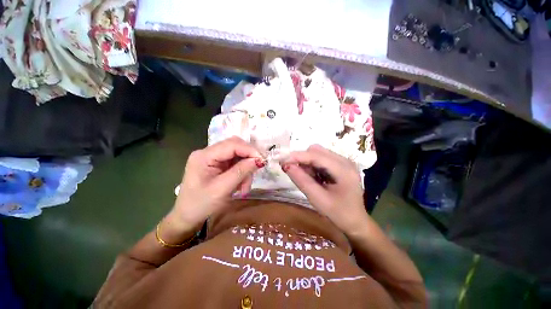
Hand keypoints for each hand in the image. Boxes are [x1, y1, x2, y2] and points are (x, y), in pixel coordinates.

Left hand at [168, 137, 263, 231]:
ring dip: (245, 170)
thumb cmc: (201, 205)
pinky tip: (240, 185)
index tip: (262, 161)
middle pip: (235, 147)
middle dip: (247, 160)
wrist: (188, 217)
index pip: (232, 145)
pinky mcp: (217, 165)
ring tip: (244, 187)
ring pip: (238, 156)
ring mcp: (213, 158)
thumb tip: (258, 160)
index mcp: (204, 156)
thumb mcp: (222, 189)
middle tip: (255, 172)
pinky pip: (235, 164)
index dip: (249, 150)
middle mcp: (208, 153)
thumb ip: (241, 172)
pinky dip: (241, 173)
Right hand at [281, 145, 368, 235]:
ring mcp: (343, 161)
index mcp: (343, 170)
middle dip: (302, 160)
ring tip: (308, 179)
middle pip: (317, 151)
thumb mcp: (318, 199)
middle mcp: (345, 161)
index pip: (316, 156)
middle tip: (295, 173)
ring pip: (318, 153)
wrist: (355, 222)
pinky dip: (312, 166)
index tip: (281, 160)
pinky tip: (314, 178)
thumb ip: (302, 181)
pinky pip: (321, 159)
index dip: (297, 156)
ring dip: (307, 163)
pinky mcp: (340, 164)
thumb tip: (286, 166)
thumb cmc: (338, 214)